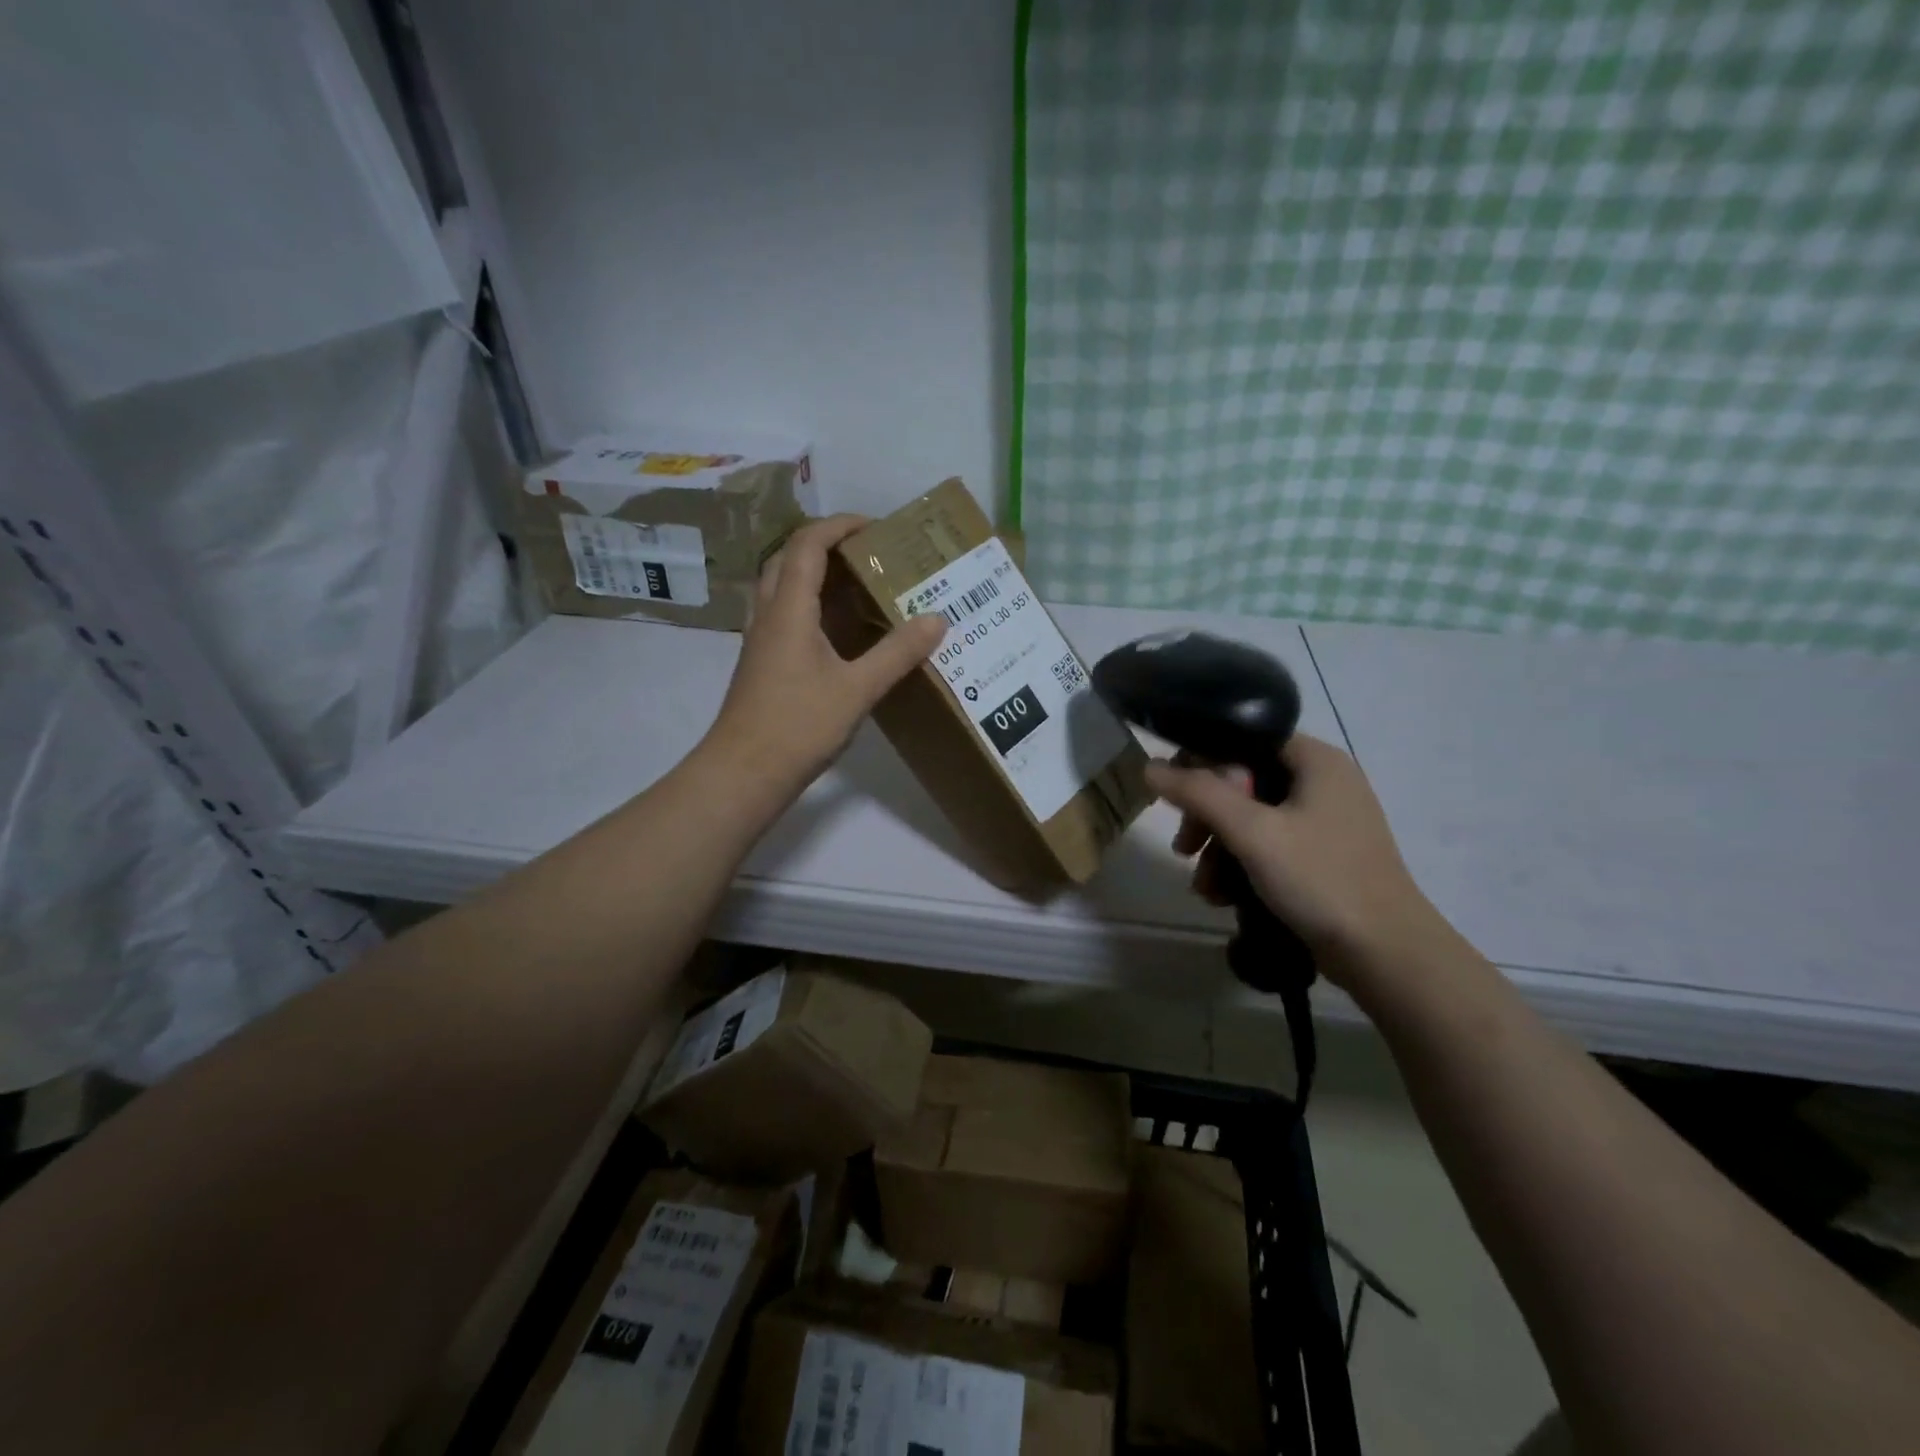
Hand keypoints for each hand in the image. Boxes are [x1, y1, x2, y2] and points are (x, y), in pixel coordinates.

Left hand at [705, 515, 944, 790]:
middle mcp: (768, 615)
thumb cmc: (798, 725)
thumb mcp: (858, 689)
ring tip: (856, 585)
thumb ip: (897, 653)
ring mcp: (760, 640)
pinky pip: (784, 615)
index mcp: (789, 609)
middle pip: (788, 559)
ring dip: (814, 574)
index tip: (875, 526)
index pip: (807, 544)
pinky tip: (837, 632)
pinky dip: (809, 606)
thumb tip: (937, 619)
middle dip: (826, 545)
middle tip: (867, 554)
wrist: (744, 772)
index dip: (839, 525)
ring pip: (781, 587)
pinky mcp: (761, 663)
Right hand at [1146, 734, 1442, 984]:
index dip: (1202, 762)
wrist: (1386, 955)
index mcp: (1316, 760)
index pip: (1243, 738)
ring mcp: (1324, 821)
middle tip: (1184, 848)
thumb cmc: (1321, 880)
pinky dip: (1241, 865)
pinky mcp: (1321, 856)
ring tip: (1205, 887)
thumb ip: (1199, 794)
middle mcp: (1322, 781)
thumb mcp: (1253, 832)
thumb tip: (1150, 767)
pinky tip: (1224, 896)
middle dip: (1206, 817)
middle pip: (1242, 781)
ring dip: (1218, 848)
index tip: (1175, 798)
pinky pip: (1267, 845)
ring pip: (1250, 817)